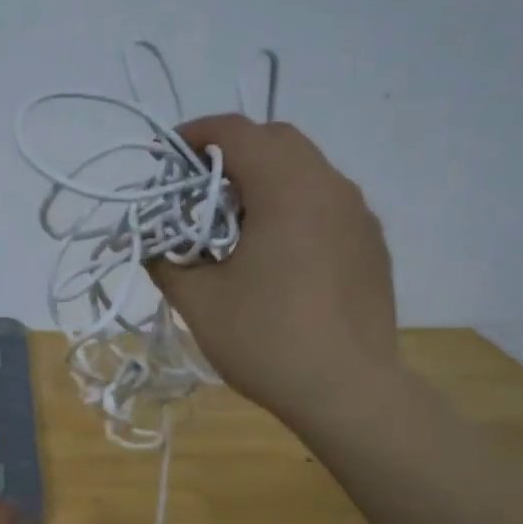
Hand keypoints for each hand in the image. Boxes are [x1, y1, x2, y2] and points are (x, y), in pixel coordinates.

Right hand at [150, 115, 399, 428]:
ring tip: (234, 221)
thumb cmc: (266, 340)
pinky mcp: (371, 244)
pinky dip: (294, 205)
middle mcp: (330, 186)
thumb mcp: (198, 302)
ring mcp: (358, 215)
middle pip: (276, 140)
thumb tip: (151, 246)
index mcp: (287, 188)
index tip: (165, 157)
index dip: (194, 135)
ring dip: (265, 178)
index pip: (236, 132)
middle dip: (231, 151)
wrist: (348, 391)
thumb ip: (166, 261)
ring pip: (306, 169)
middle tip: (197, 188)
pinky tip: (277, 251)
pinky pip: (327, 202)